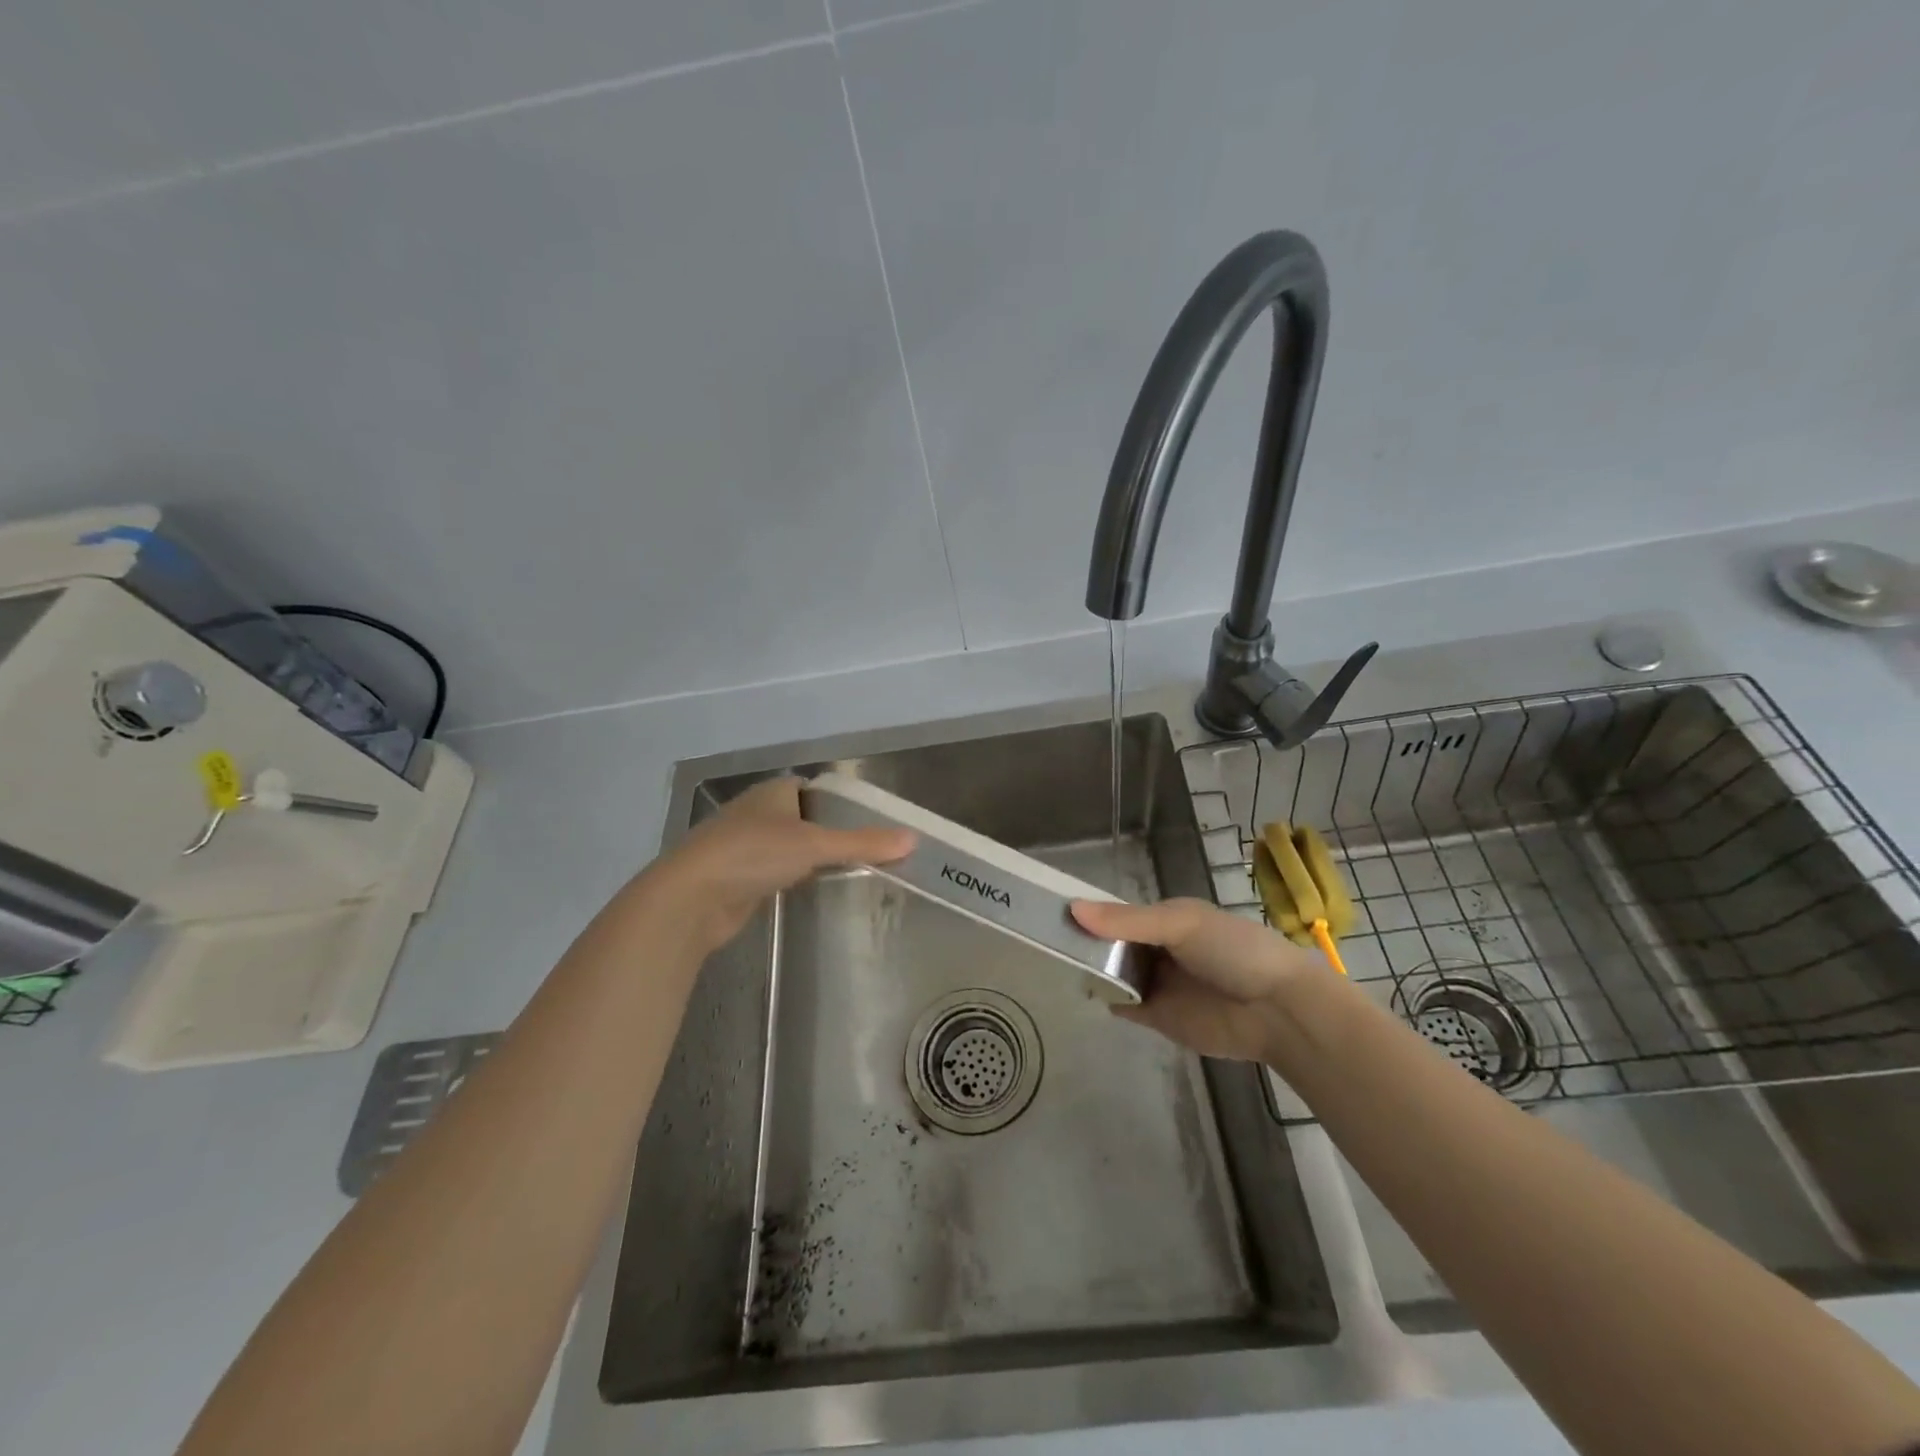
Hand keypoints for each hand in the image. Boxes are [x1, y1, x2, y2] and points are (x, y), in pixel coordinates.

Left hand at [650, 776, 914, 952]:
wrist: (690, 898)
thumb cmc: (753, 854)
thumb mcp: (815, 845)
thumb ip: (862, 842)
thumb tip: (912, 839)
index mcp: (773, 792)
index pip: (814, 789)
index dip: (841, 803)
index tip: (870, 824)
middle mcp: (756, 813)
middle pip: (802, 819)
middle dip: (829, 834)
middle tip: (868, 853)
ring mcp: (741, 846)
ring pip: (786, 848)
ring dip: (809, 860)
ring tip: (848, 874)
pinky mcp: (734, 878)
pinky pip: (773, 873)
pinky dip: (791, 880)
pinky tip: (811, 893)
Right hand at [1071, 898, 1323, 1061]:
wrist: (1278, 1010)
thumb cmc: (1233, 951)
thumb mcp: (1180, 923)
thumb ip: (1128, 921)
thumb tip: (1073, 909)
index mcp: (1165, 919)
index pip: (1118, 913)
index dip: (1090, 912)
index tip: (1052, 911)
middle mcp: (1157, 949)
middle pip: (1111, 944)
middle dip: (1085, 941)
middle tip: (1044, 939)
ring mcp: (1157, 983)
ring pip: (1113, 973)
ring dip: (1091, 968)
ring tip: (1052, 961)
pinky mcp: (1159, 1017)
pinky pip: (1124, 1005)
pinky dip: (1105, 998)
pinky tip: (1083, 989)